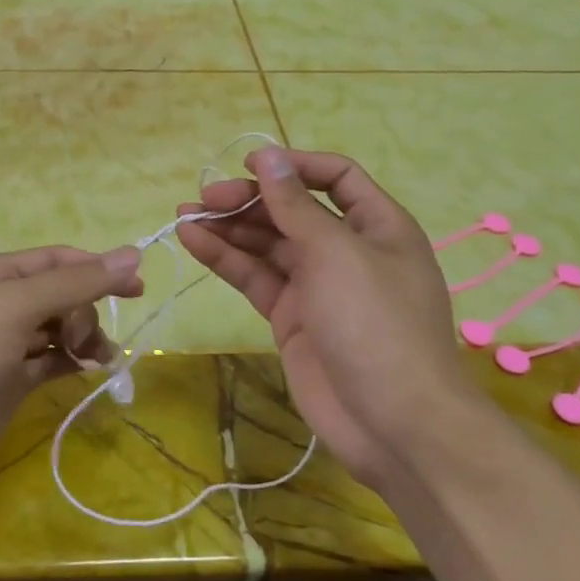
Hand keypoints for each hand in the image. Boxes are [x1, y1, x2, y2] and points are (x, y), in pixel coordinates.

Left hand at [0, 246, 144, 511]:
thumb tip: (132, 254)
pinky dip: (74, 362)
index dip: (97, 268)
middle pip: (62, 294)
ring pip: (60, 329)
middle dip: (84, 310)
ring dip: (84, 337)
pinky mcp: (9, 384)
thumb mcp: (14, 308)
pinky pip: (52, 362)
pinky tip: (90, 369)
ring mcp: (4, 346)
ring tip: (97, 358)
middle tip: (82, 339)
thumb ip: (74, 283)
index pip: (57, 260)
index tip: (137, 287)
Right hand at [177, 148, 463, 490]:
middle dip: (250, 200)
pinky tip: (194, 242)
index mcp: (377, 226)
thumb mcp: (336, 253)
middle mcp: (347, 250)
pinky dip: (227, 260)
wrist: (394, 423)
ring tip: (185, 216)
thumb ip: (295, 206)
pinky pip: (256, 278)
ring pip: (268, 245)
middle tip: (205, 199)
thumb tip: (267, 157)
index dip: (293, 166)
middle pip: (293, 210)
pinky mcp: (292, 318)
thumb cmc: (375, 323)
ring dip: (229, 228)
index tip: (248, 166)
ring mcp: (318, 286)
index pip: (335, 177)